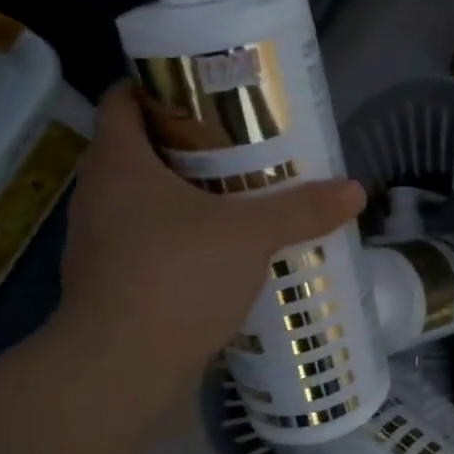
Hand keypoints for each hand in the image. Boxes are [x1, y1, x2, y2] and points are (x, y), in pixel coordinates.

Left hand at [49, 86, 364, 404]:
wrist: (120, 366)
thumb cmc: (177, 276)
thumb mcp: (250, 235)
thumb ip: (301, 210)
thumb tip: (355, 190)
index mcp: (118, 162)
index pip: (122, 100)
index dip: (157, 87)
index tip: (203, 94)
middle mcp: (98, 194)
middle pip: (137, 150)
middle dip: (185, 145)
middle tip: (237, 146)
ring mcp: (98, 242)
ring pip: (142, 200)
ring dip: (183, 196)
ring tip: (235, 199)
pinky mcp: (108, 282)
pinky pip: (145, 242)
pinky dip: (177, 238)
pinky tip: (218, 253)